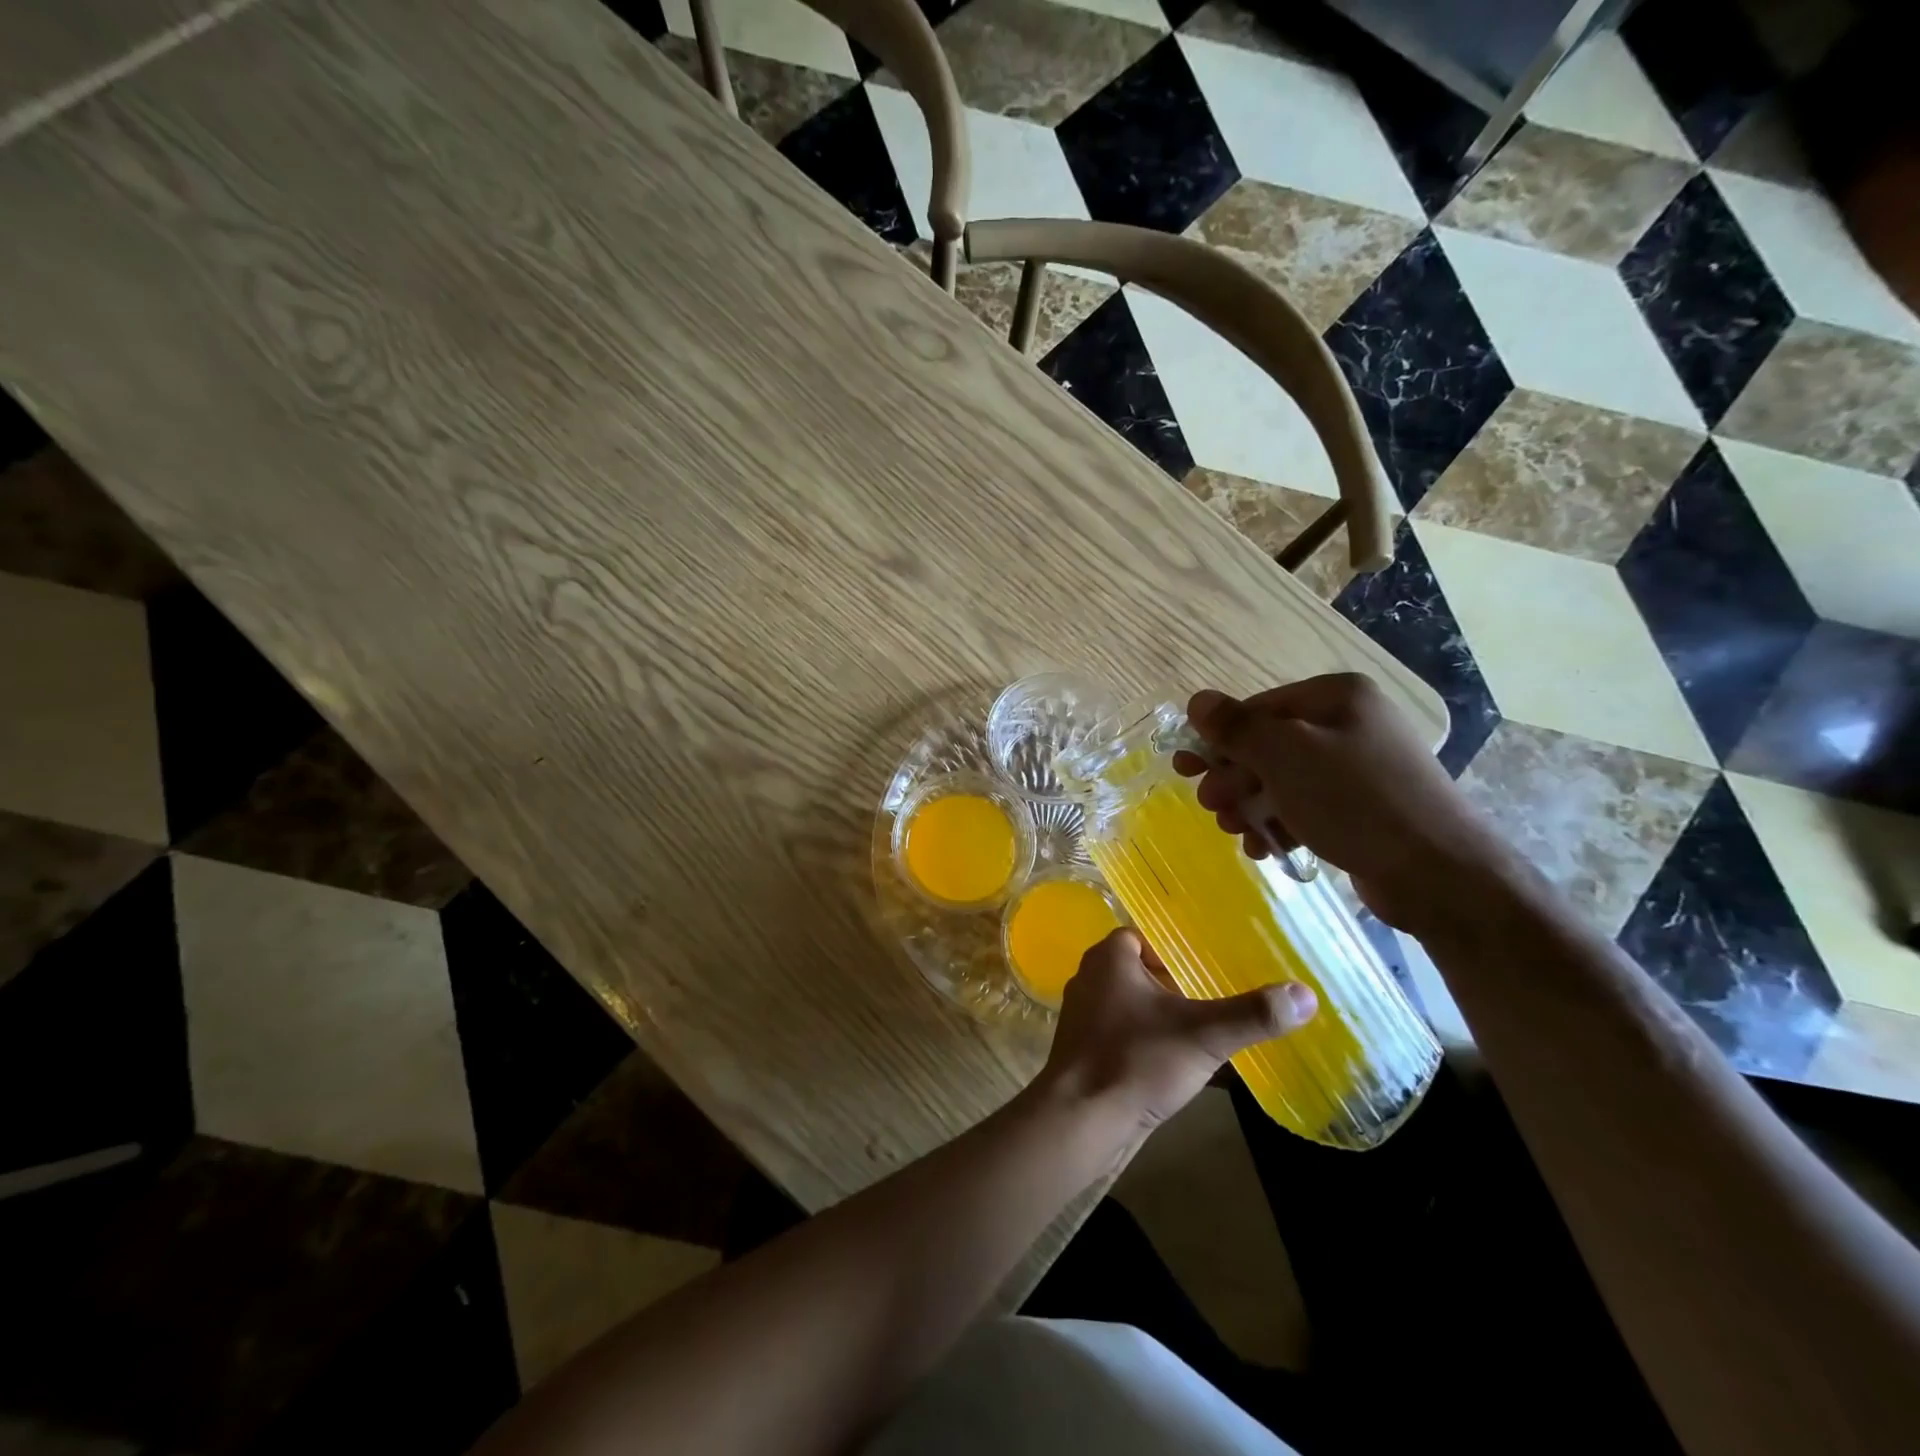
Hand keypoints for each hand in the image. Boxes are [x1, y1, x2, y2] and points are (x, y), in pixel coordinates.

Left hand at [1037, 928, 1315, 1134]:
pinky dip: (1145, 1041)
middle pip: (1139, 969)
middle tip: (1212, 1000)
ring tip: (1200, 1032)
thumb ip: (1252, 1014)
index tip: (1208, 968)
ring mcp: (1082, 1015)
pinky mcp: (1082, 1050)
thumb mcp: (1203, 1035)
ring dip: (1160, 1015)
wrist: (1081, 1119)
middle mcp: (1090, 978)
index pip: (1144, 936)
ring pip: (1129, 1003)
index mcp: (1108, 957)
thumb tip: (1305, 994)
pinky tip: (1173, 1064)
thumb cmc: (1136, 1061)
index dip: (1175, 950)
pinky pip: (1120, 1033)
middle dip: (1173, 984)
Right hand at [1172, 673, 1511, 934]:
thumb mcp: (1285, 756)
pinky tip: (1264, 847)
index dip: (1218, 739)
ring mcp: (1360, 767)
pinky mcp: (1364, 807)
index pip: (1258, 709)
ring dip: (1251, 804)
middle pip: (1269, 745)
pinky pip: (1307, 805)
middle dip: (1234, 778)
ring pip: (1284, 779)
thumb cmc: (1355, 800)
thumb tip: (1197, 701)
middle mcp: (1350, 723)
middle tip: (1212, 806)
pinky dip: (1280, 822)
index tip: (1186, 770)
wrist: (1438, 873)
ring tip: (1234, 831)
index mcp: (1336, 697)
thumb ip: (1236, 727)